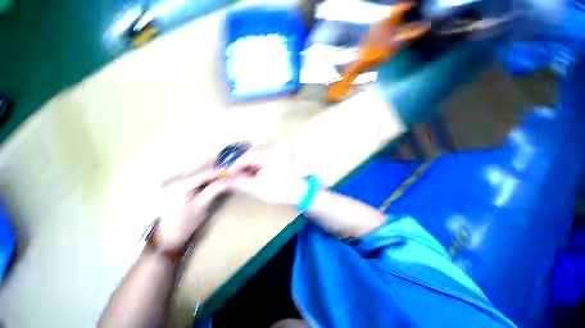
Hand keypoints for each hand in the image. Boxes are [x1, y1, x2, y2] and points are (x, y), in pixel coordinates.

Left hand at [156, 168, 227, 250]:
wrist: (167, 236)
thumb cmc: (185, 224)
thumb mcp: (201, 207)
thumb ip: (214, 190)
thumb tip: (227, 180)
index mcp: (177, 188)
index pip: (201, 175)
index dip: (216, 172)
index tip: (228, 171)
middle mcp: (170, 182)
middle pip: (196, 172)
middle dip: (212, 173)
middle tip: (225, 174)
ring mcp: (168, 183)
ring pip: (192, 173)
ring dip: (206, 175)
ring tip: (218, 177)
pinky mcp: (169, 185)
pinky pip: (188, 178)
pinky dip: (199, 178)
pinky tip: (206, 181)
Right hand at [226, 148, 308, 205]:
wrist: (299, 193)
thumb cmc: (278, 189)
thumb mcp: (257, 187)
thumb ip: (239, 183)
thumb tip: (224, 181)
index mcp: (266, 154)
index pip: (244, 158)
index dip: (232, 167)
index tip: (223, 176)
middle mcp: (269, 152)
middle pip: (248, 158)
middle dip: (238, 169)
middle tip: (229, 179)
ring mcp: (273, 156)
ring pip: (254, 161)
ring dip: (245, 170)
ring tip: (238, 180)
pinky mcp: (276, 162)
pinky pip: (260, 164)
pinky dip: (253, 171)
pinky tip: (249, 178)